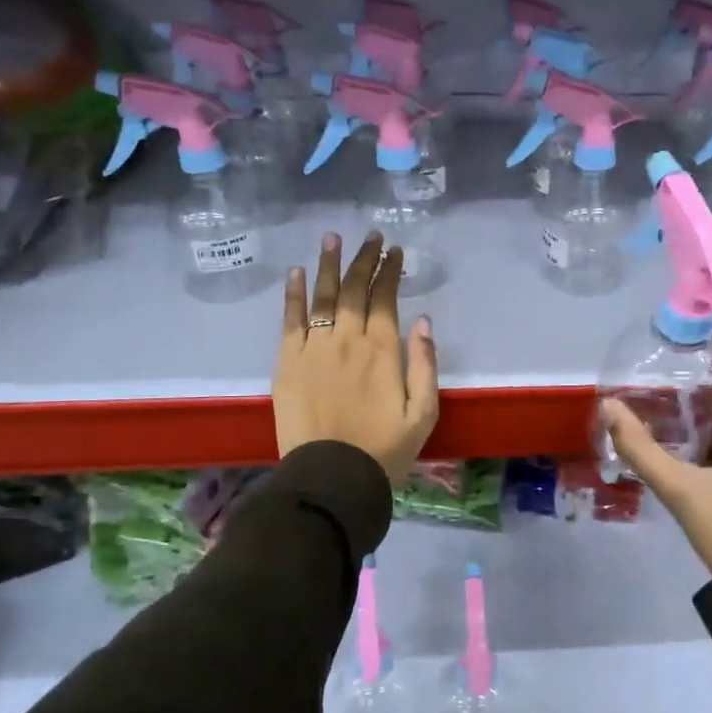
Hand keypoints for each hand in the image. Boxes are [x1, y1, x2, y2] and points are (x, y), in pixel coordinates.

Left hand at [274, 232, 439, 481]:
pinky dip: (294, 294)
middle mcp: (347, 340)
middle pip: (354, 289)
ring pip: (322, 296)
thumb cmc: (384, 449)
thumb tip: (423, 321)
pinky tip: (297, 273)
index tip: (394, 250)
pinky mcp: (287, 362)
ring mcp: (314, 348)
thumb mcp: (423, 412)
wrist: (332, 477)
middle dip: (363, 259)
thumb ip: (425, 363)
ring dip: (328, 264)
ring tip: (332, 238)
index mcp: (382, 350)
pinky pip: (290, 320)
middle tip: (369, 235)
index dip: (390, 271)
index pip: (386, 298)